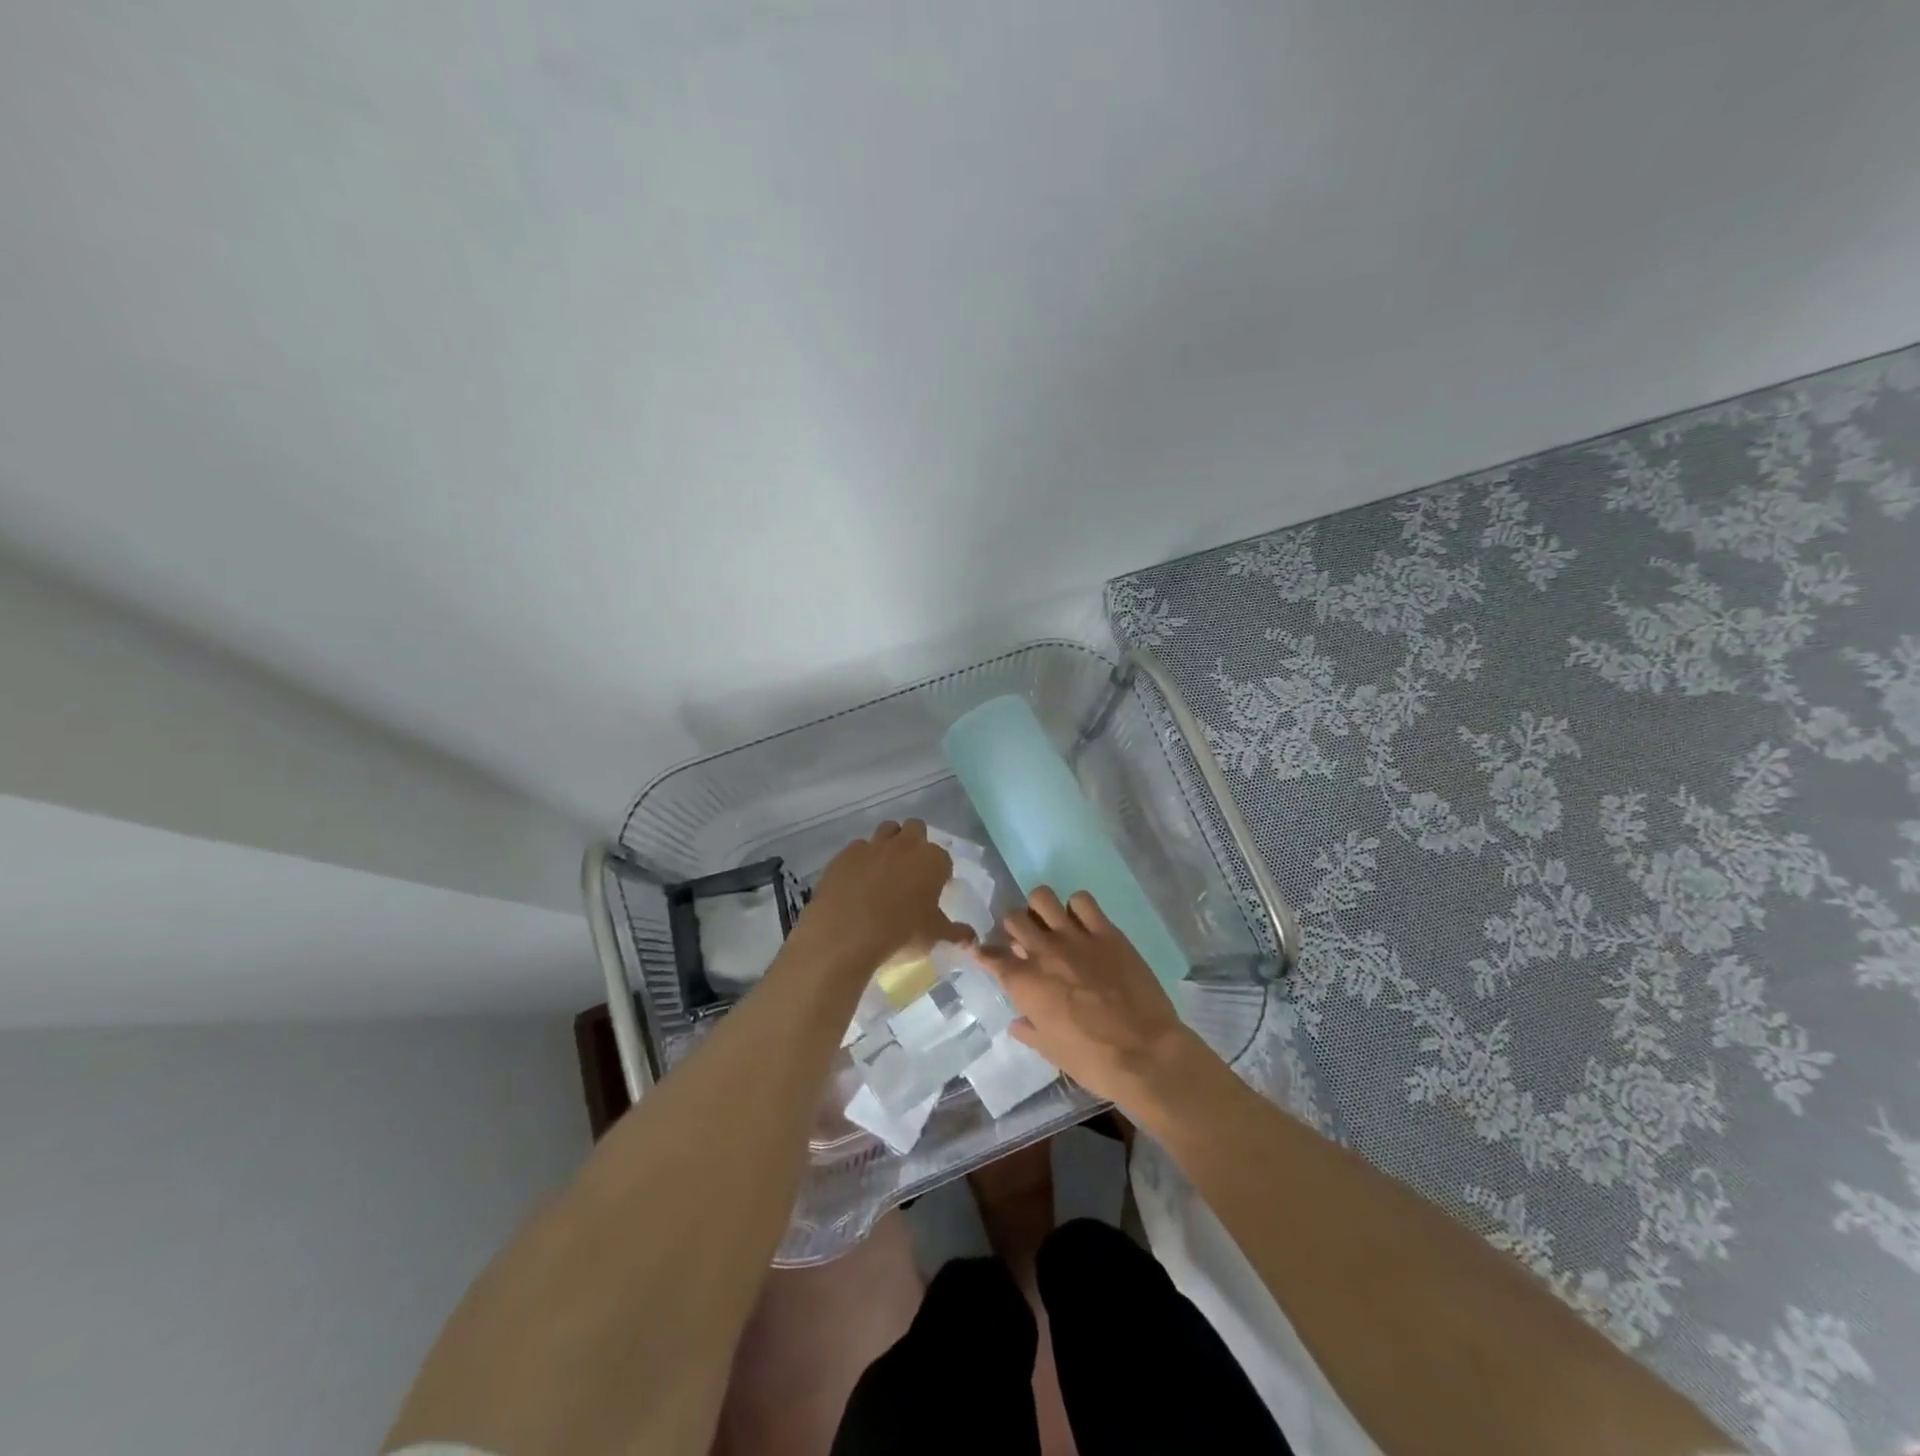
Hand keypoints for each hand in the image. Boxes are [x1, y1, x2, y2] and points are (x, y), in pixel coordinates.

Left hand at [793, 820, 970, 976]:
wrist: (846, 935)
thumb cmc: (900, 934)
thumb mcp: (934, 937)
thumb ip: (956, 934)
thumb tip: (972, 939)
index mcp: (932, 860)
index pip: (943, 857)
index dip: (940, 871)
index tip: (934, 888)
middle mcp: (904, 845)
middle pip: (915, 828)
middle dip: (915, 843)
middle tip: (911, 871)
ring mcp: (872, 846)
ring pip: (886, 830)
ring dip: (889, 843)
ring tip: (885, 871)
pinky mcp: (845, 855)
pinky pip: (858, 848)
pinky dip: (861, 859)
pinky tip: (857, 881)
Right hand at [975, 886, 1211, 1107]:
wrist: (1144, 1053)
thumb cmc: (1092, 1060)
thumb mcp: (1050, 1051)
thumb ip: (1029, 1030)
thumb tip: (1017, 1022)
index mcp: (1024, 982)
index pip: (990, 955)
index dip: (983, 952)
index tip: (985, 953)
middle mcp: (1043, 951)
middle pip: (1013, 917)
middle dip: (1015, 927)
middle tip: (1027, 941)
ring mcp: (1075, 937)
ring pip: (1042, 897)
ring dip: (1041, 909)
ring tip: (1051, 923)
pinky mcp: (1106, 931)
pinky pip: (1082, 901)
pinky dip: (1078, 907)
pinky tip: (1084, 923)